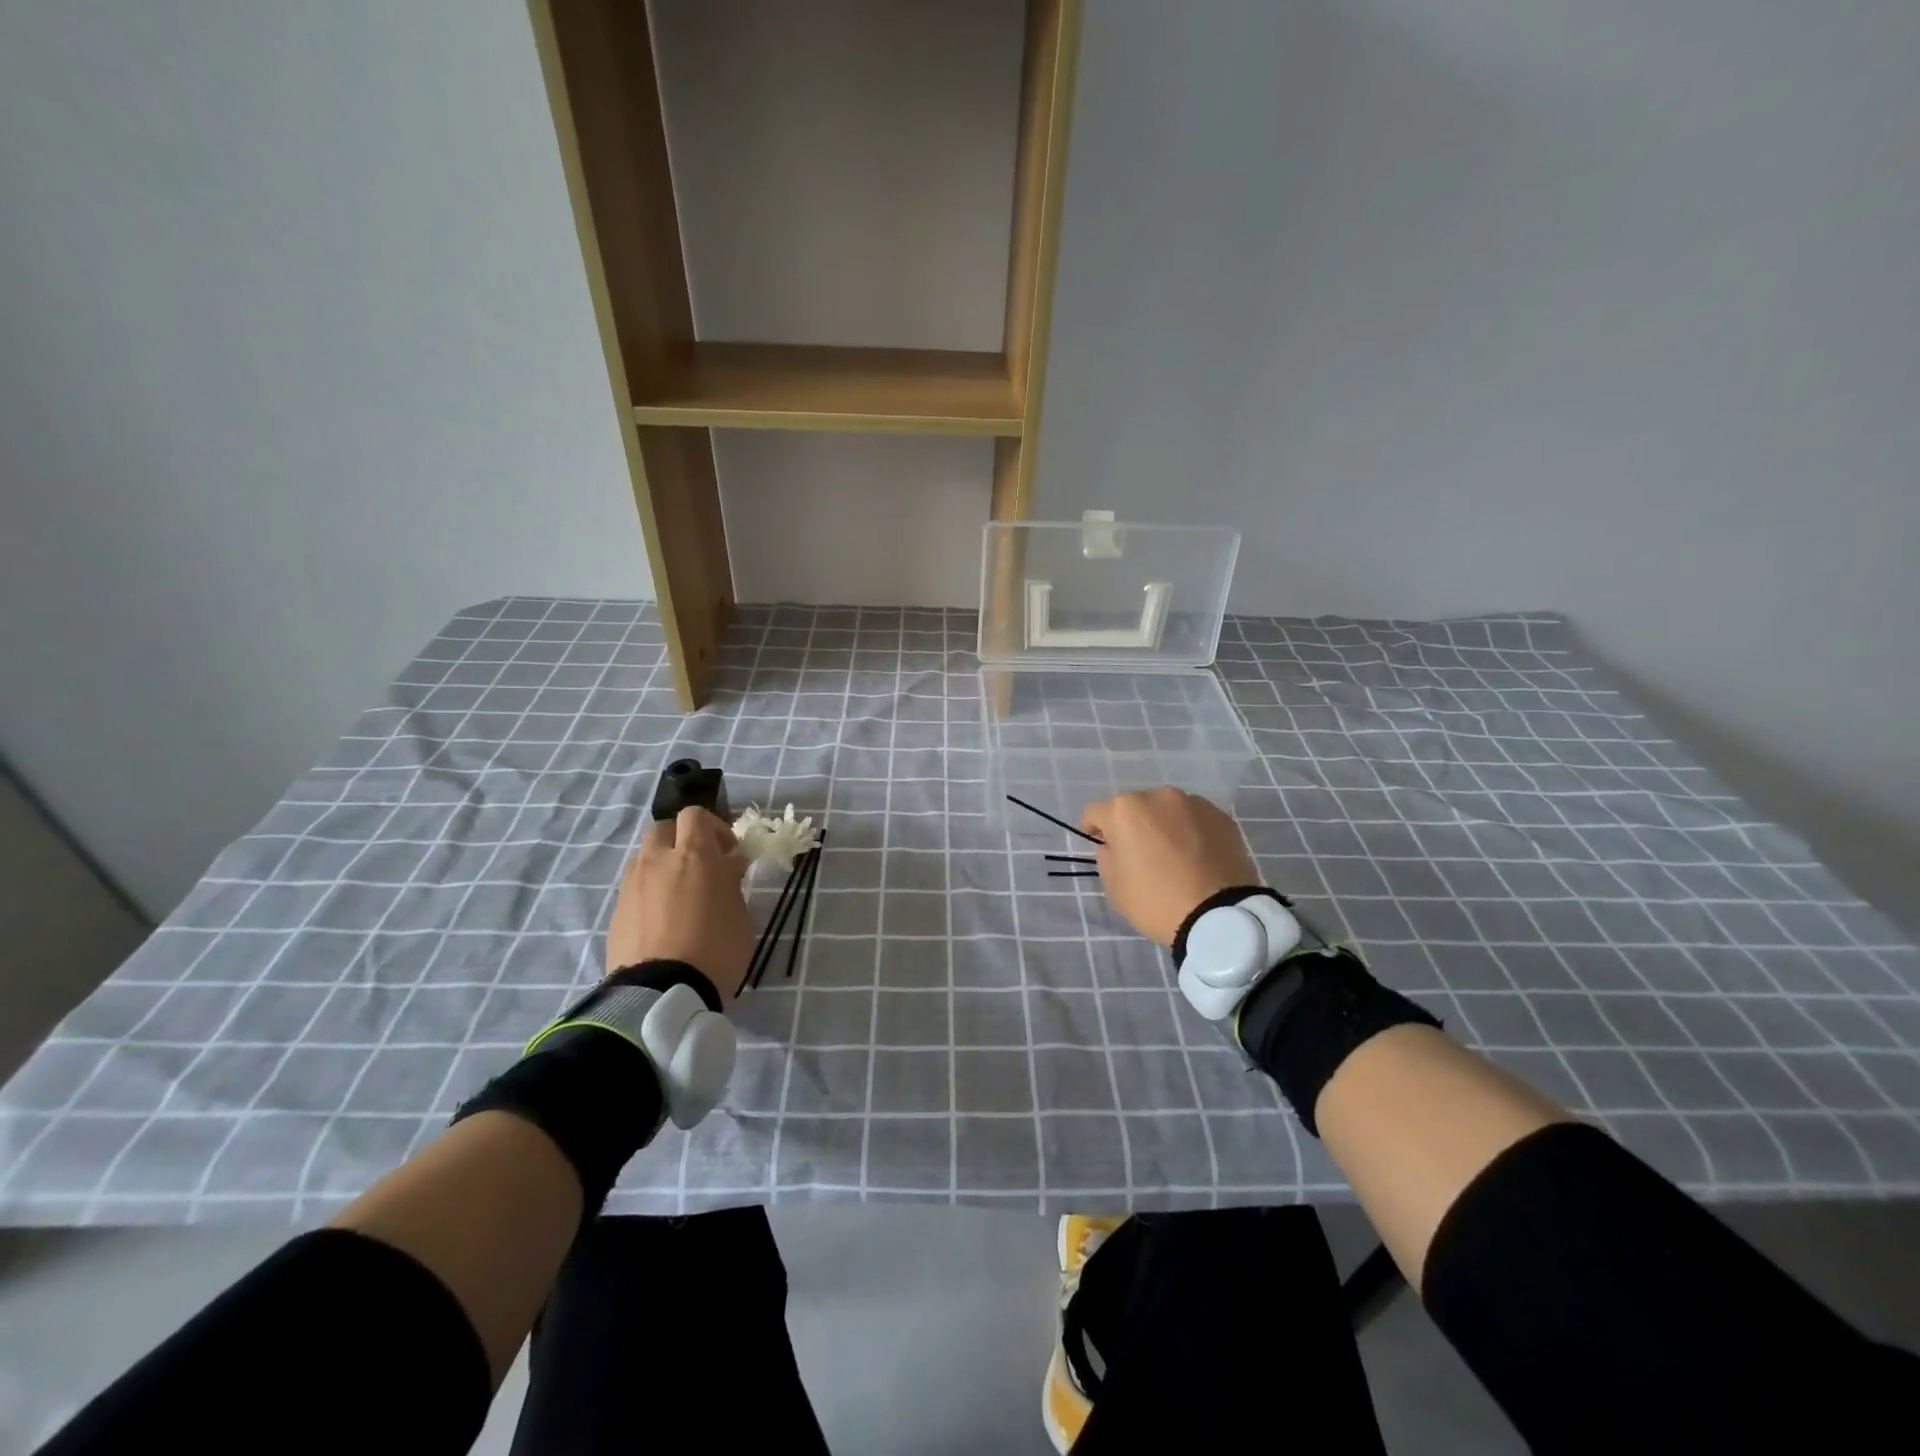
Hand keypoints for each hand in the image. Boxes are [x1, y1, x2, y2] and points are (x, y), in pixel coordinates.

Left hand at [604, 807, 752, 1002]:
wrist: (662, 995)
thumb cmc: (715, 950)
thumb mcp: (740, 914)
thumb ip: (731, 882)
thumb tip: (727, 865)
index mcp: (693, 855)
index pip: (695, 815)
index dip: (714, 828)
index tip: (728, 852)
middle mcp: (657, 861)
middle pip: (664, 829)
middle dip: (682, 841)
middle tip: (701, 868)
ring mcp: (632, 886)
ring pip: (645, 857)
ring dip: (663, 865)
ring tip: (680, 895)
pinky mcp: (617, 912)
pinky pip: (635, 888)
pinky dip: (649, 892)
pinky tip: (663, 920)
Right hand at [1081, 788, 1261, 946]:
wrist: (1219, 916)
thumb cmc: (1156, 901)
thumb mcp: (1114, 886)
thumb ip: (1107, 856)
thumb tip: (1116, 845)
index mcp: (1124, 811)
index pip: (1096, 812)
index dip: (1093, 829)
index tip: (1101, 846)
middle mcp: (1158, 797)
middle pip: (1134, 807)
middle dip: (1132, 825)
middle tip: (1140, 853)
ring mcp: (1193, 804)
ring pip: (1167, 810)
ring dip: (1163, 825)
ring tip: (1173, 854)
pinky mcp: (1221, 816)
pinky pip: (1195, 819)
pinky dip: (1190, 831)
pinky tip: (1197, 856)